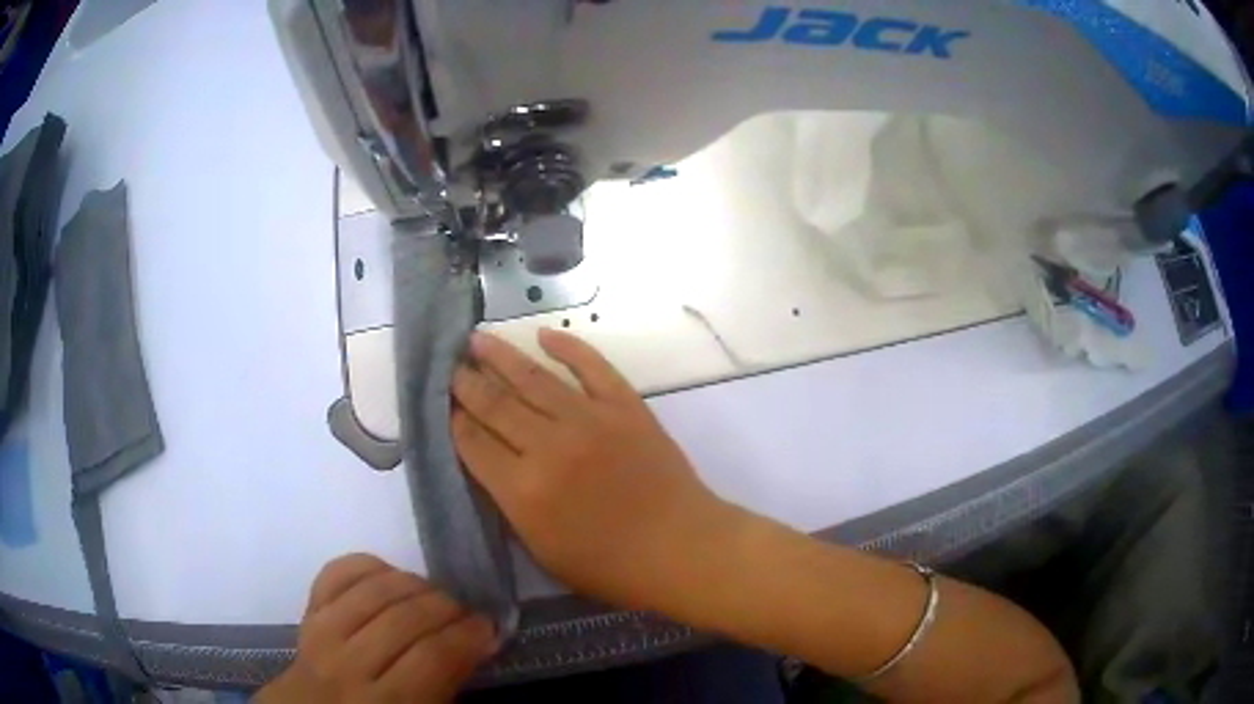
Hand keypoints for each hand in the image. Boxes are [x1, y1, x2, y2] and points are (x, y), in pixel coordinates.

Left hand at [257, 554, 495, 703]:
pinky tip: (390, 576)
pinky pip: (335, 574)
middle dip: (446, 608)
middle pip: (403, 619)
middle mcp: (347, 667)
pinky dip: (367, 565)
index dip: (467, 636)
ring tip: (433, 594)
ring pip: (371, 591)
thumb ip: (447, 684)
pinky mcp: (306, 614)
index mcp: (384, 703)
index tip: (488, 628)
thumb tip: (481, 642)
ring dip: (413, 584)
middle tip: (466, 611)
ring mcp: (320, 636)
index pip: (432, 657)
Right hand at [451, 330, 741, 610]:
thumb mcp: (543, 552)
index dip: (453, 421)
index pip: (472, 443)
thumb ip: (511, 506)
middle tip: (451, 366)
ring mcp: (589, 420)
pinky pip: (592, 366)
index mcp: (523, 491)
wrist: (681, 548)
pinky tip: (545, 335)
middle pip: (495, 404)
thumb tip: (492, 464)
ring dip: (501, 355)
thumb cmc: (611, 567)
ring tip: (478, 339)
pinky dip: (568, 346)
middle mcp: (549, 447)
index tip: (443, 404)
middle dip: (467, 383)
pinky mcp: (625, 406)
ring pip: (533, 378)